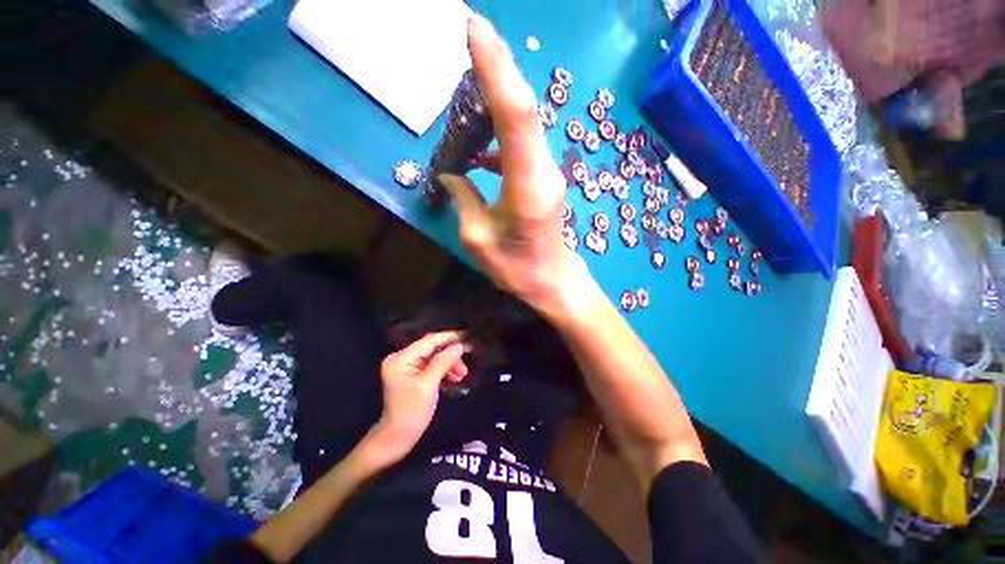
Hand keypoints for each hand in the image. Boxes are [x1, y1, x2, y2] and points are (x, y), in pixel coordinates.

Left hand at [371, 331, 466, 461]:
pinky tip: (455, 377)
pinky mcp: (412, 374)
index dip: (450, 338)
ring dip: (449, 363)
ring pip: (434, 357)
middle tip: (468, 358)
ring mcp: (406, 366)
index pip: (429, 341)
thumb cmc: (412, 412)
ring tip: (462, 373)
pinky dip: (443, 369)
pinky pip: (431, 366)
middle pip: (432, 348)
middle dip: (450, 353)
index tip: (468, 338)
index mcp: (401, 358)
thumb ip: (444, 362)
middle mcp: (402, 358)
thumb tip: (459, 345)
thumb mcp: (429, 384)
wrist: (398, 437)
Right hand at [438, 15, 591, 320]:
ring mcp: (546, 173)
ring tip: (466, 88)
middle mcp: (542, 171)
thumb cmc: (518, 269)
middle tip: (470, 35)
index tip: (475, 30)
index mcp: (527, 188)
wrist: (553, 280)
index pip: (515, 116)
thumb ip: (464, 201)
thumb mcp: (479, 241)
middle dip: (498, 68)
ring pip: (523, 124)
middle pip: (523, 110)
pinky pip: (522, 145)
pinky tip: (479, 149)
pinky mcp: (543, 178)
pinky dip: (500, 135)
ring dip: (497, 100)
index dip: (497, 70)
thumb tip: (453, 175)